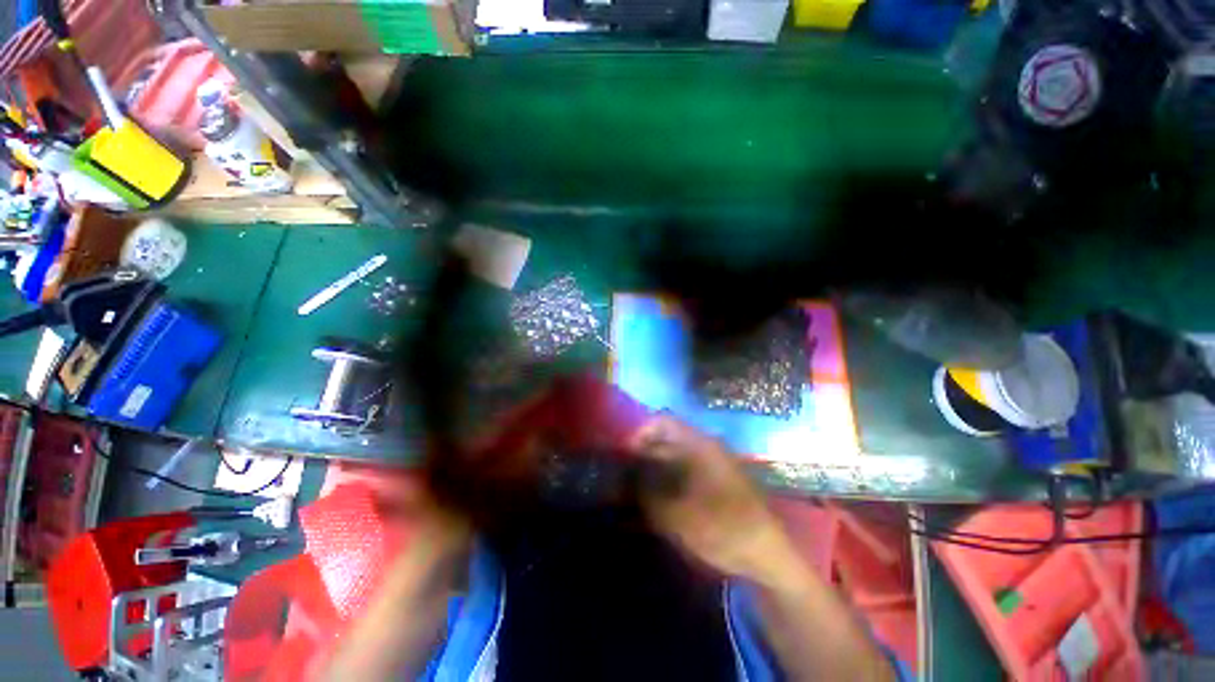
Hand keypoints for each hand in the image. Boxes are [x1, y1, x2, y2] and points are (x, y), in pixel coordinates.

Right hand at [629, 415, 800, 587]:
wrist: (767, 555)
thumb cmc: (723, 528)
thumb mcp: (678, 515)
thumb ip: (647, 494)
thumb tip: (626, 480)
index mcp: (698, 445)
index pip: (662, 421)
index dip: (639, 432)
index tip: (624, 455)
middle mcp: (703, 447)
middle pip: (665, 439)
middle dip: (642, 453)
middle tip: (623, 475)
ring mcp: (709, 463)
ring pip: (672, 456)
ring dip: (652, 468)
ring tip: (635, 490)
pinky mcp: (712, 481)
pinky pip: (682, 471)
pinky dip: (665, 480)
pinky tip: (655, 499)